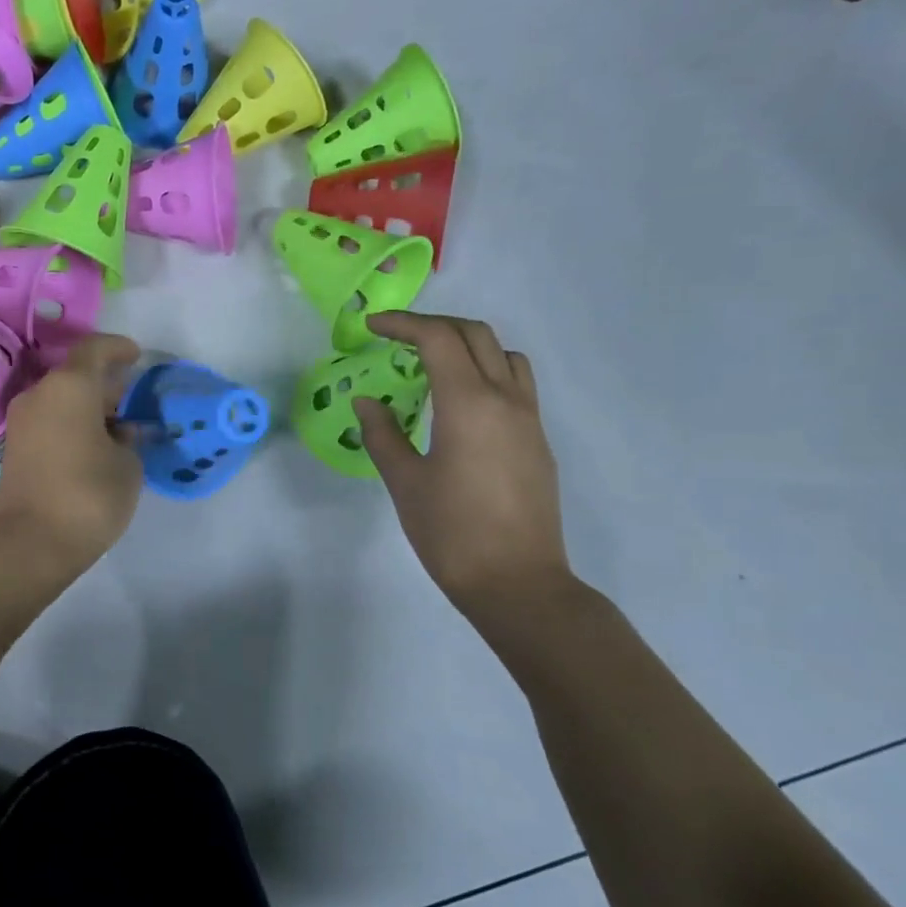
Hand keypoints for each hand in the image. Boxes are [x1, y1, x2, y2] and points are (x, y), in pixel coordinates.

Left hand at [0, 333, 144, 570]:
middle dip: (105, 384)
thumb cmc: (89, 494)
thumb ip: (129, 440)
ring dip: (88, 407)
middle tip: (134, 400)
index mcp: (70, 386)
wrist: (31, 543)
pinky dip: (73, 424)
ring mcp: (23, 422)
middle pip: (76, 375)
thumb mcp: (127, 465)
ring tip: (119, 428)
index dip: (118, 348)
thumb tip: (122, 432)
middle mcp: (40, 394)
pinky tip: (96, 446)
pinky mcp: (15, 448)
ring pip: (62, 399)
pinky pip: (50, 421)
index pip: (95, 349)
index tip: (137, 356)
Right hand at [355, 312, 573, 615]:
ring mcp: (529, 419)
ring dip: (467, 345)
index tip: (372, 327)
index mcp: (468, 404)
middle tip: (397, 339)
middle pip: (475, 334)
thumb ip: (383, 434)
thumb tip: (367, 401)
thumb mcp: (405, 482)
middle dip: (434, 326)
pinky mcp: (538, 441)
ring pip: (504, 355)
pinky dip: (486, 371)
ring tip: (433, 365)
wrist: (516, 582)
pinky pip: (516, 383)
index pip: (438, 339)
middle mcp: (506, 399)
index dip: (402, 324)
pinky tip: (460, 404)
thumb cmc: (451, 532)